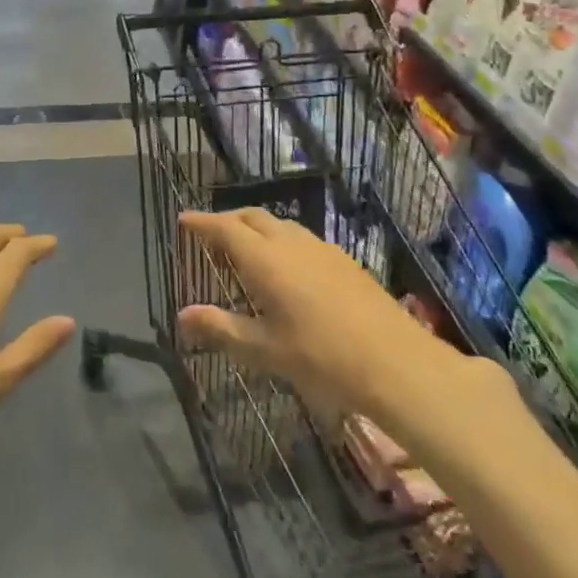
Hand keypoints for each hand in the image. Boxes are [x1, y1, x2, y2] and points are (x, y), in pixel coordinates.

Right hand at [177, 208, 460, 418]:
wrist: (394, 361)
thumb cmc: (320, 357)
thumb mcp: (263, 349)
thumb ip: (221, 328)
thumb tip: (183, 315)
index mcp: (264, 259)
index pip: (224, 228)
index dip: (201, 221)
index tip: (183, 219)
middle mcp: (290, 242)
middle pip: (251, 216)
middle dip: (227, 220)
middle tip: (211, 237)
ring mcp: (320, 247)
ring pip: (279, 224)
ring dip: (256, 229)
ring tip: (246, 252)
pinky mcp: (343, 259)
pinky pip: (301, 237)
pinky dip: (281, 241)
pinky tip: (287, 269)